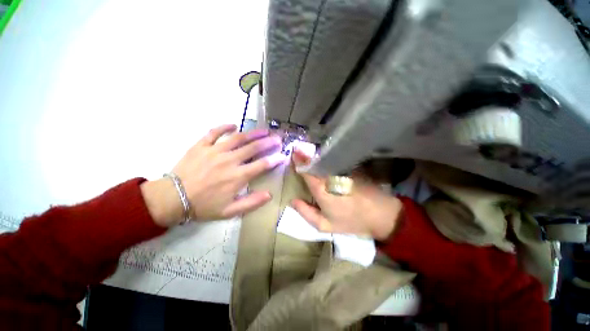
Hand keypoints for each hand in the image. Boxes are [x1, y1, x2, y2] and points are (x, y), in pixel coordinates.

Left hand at [142, 124, 286, 226]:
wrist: (173, 199)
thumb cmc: (204, 206)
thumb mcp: (229, 211)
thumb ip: (251, 203)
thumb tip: (269, 194)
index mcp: (237, 176)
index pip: (262, 165)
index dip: (275, 160)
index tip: (283, 156)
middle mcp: (229, 161)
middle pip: (253, 148)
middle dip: (268, 142)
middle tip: (278, 138)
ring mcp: (214, 151)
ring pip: (238, 138)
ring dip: (253, 133)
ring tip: (264, 130)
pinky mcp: (201, 145)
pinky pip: (214, 132)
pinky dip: (224, 127)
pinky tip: (233, 125)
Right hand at [290, 147, 402, 239]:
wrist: (381, 215)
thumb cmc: (351, 221)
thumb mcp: (325, 225)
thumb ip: (306, 212)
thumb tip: (293, 201)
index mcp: (321, 188)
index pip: (306, 170)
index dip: (299, 160)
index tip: (293, 153)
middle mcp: (330, 175)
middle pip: (315, 161)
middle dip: (305, 154)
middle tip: (298, 149)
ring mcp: (342, 169)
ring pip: (326, 158)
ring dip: (316, 154)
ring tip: (309, 150)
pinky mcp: (351, 167)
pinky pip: (336, 160)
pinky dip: (328, 157)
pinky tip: (326, 156)